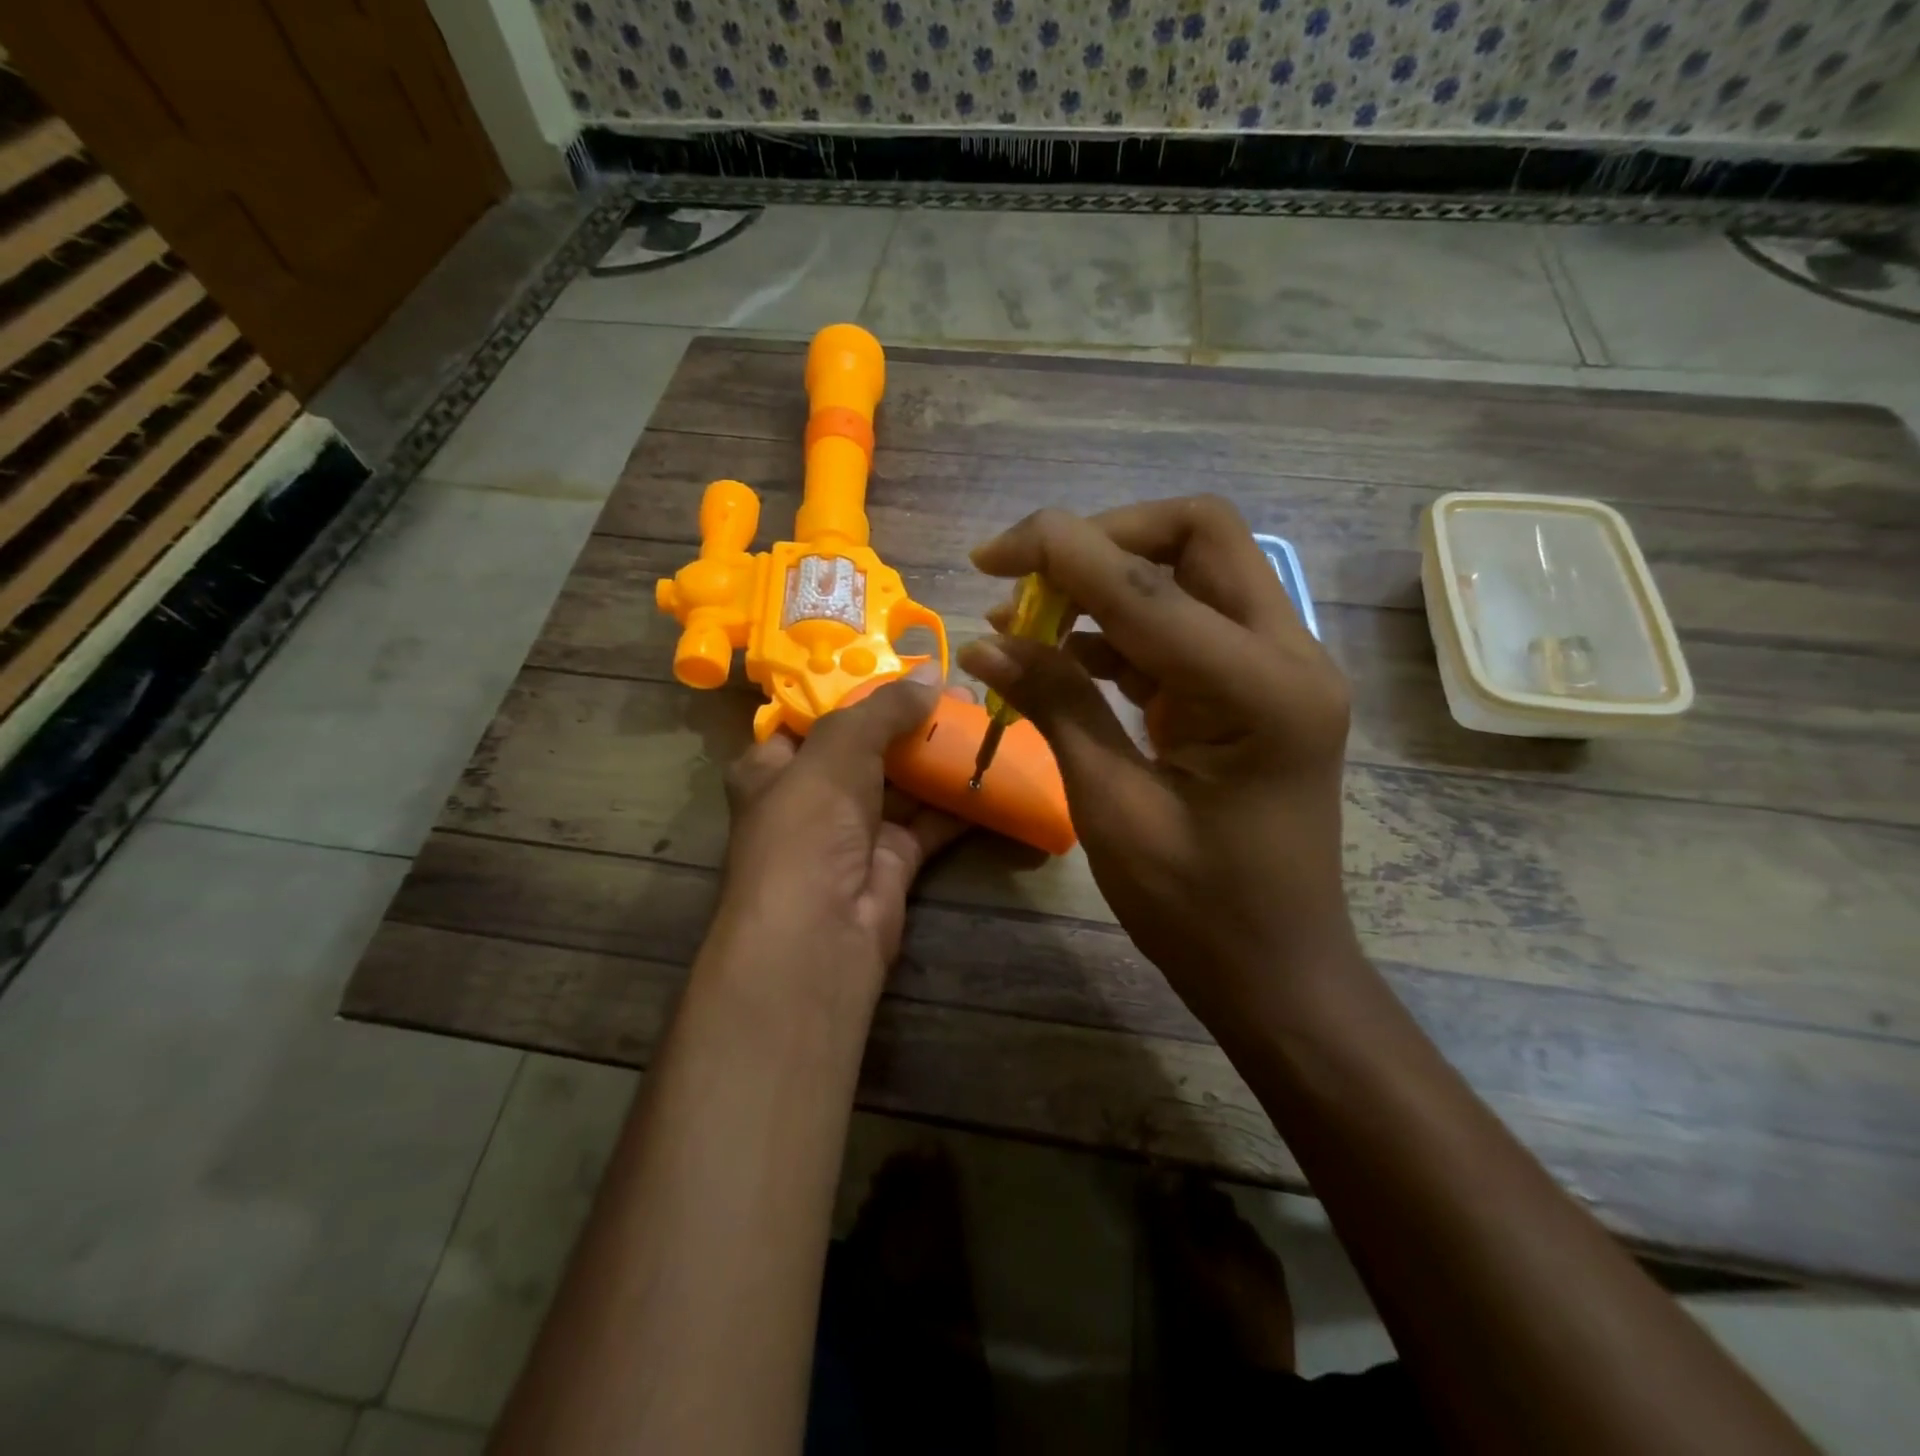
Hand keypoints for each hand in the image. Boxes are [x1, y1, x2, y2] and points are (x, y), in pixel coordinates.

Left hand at [715, 664, 967, 993]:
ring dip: (938, 755)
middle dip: (911, 720)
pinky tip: (989, 769)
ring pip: (902, 782)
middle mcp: (812, 795)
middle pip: (866, 747)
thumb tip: (931, 674)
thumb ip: (883, 709)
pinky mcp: (893, 859)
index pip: (814, 716)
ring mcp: (854, 830)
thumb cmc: (808, 825)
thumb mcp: (838, 750)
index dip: (856, 691)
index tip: (902, 668)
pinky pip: (928, 819)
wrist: (821, 932)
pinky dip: (956, 798)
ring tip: (982, 719)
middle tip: (958, 692)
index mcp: (774, 765)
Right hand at [957, 497, 1355, 1031]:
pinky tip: (1064, 655)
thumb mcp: (1113, 808)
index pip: (1150, 585)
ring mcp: (1279, 667)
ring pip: (1193, 570)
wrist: (1277, 970)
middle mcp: (1288, 655)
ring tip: (1027, 621)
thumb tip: (984, 643)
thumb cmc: (1198, 910)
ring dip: (1108, 579)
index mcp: (1263, 691)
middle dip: (1103, 539)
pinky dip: (1121, 625)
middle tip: (1028, 578)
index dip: (1061, 552)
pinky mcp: (1254, 686)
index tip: (989, 556)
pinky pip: (1186, 623)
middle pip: (1199, 535)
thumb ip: (1057, 707)